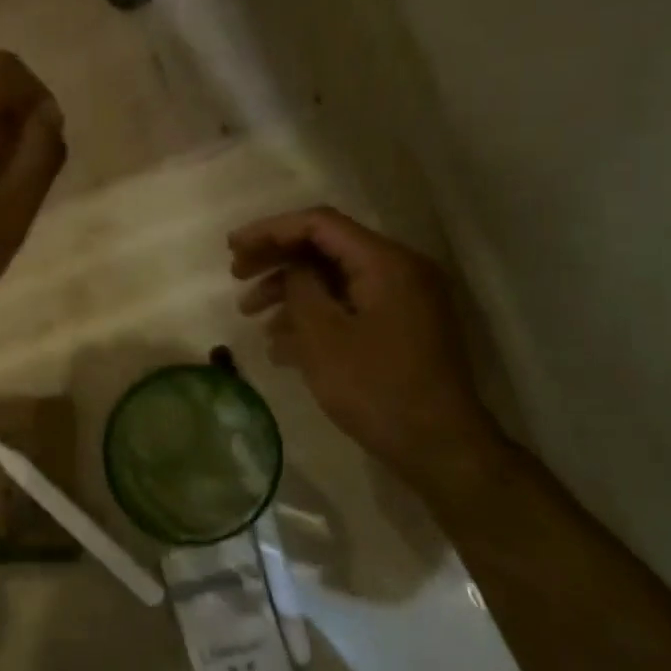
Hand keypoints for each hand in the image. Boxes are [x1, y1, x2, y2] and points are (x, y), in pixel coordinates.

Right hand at [230, 207, 505, 491]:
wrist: (438, 446)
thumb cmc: (375, 387)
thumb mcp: (323, 335)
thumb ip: (301, 287)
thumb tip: (293, 268)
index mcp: (386, 262)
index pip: (319, 224)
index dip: (270, 230)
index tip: (232, 248)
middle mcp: (400, 270)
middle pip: (326, 248)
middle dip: (277, 260)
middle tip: (236, 276)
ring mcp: (403, 300)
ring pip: (334, 278)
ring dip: (289, 291)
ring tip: (250, 315)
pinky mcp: (400, 327)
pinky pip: (349, 305)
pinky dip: (313, 314)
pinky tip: (280, 343)